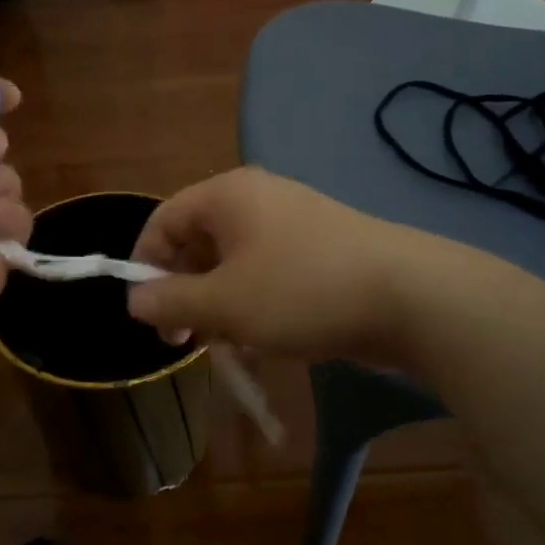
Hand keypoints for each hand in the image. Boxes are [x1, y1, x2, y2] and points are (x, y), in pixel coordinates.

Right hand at [126, 168, 424, 363]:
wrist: (410, 297)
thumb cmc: (301, 292)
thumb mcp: (224, 303)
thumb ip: (171, 302)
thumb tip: (135, 300)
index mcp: (227, 196)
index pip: (163, 220)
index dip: (145, 266)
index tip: (149, 315)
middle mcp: (257, 201)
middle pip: (198, 243)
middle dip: (185, 293)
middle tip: (186, 340)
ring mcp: (293, 224)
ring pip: (233, 266)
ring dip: (220, 307)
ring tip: (228, 348)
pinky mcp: (319, 252)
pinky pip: (268, 275)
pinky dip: (255, 306)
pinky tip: (263, 343)